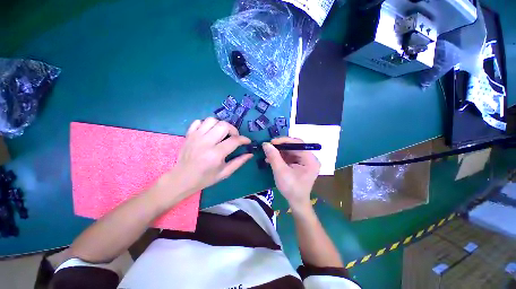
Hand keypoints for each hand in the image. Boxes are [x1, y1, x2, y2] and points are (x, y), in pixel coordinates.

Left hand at [158, 118, 251, 201]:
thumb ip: (239, 162)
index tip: (247, 141)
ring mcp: (196, 136)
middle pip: (224, 125)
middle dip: (233, 130)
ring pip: (212, 120)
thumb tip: (250, 154)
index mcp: (215, 154)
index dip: (244, 139)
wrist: (182, 179)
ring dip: (220, 125)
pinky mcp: (189, 134)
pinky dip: (206, 124)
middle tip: (234, 137)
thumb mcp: (224, 173)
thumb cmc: (205, 178)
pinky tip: (209, 132)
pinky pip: (199, 121)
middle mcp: (206, 142)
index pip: (234, 140)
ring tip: (222, 133)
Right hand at [262, 137, 319, 209]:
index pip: (298, 143)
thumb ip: (273, 156)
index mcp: (310, 159)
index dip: (284, 141)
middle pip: (294, 146)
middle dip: (280, 147)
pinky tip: (271, 159)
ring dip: (278, 152)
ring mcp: (304, 161)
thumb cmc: (291, 188)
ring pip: (290, 151)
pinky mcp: (299, 164)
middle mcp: (309, 158)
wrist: (296, 202)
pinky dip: (279, 157)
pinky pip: (289, 156)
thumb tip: (266, 144)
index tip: (271, 142)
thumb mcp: (281, 171)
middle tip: (268, 147)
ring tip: (267, 154)